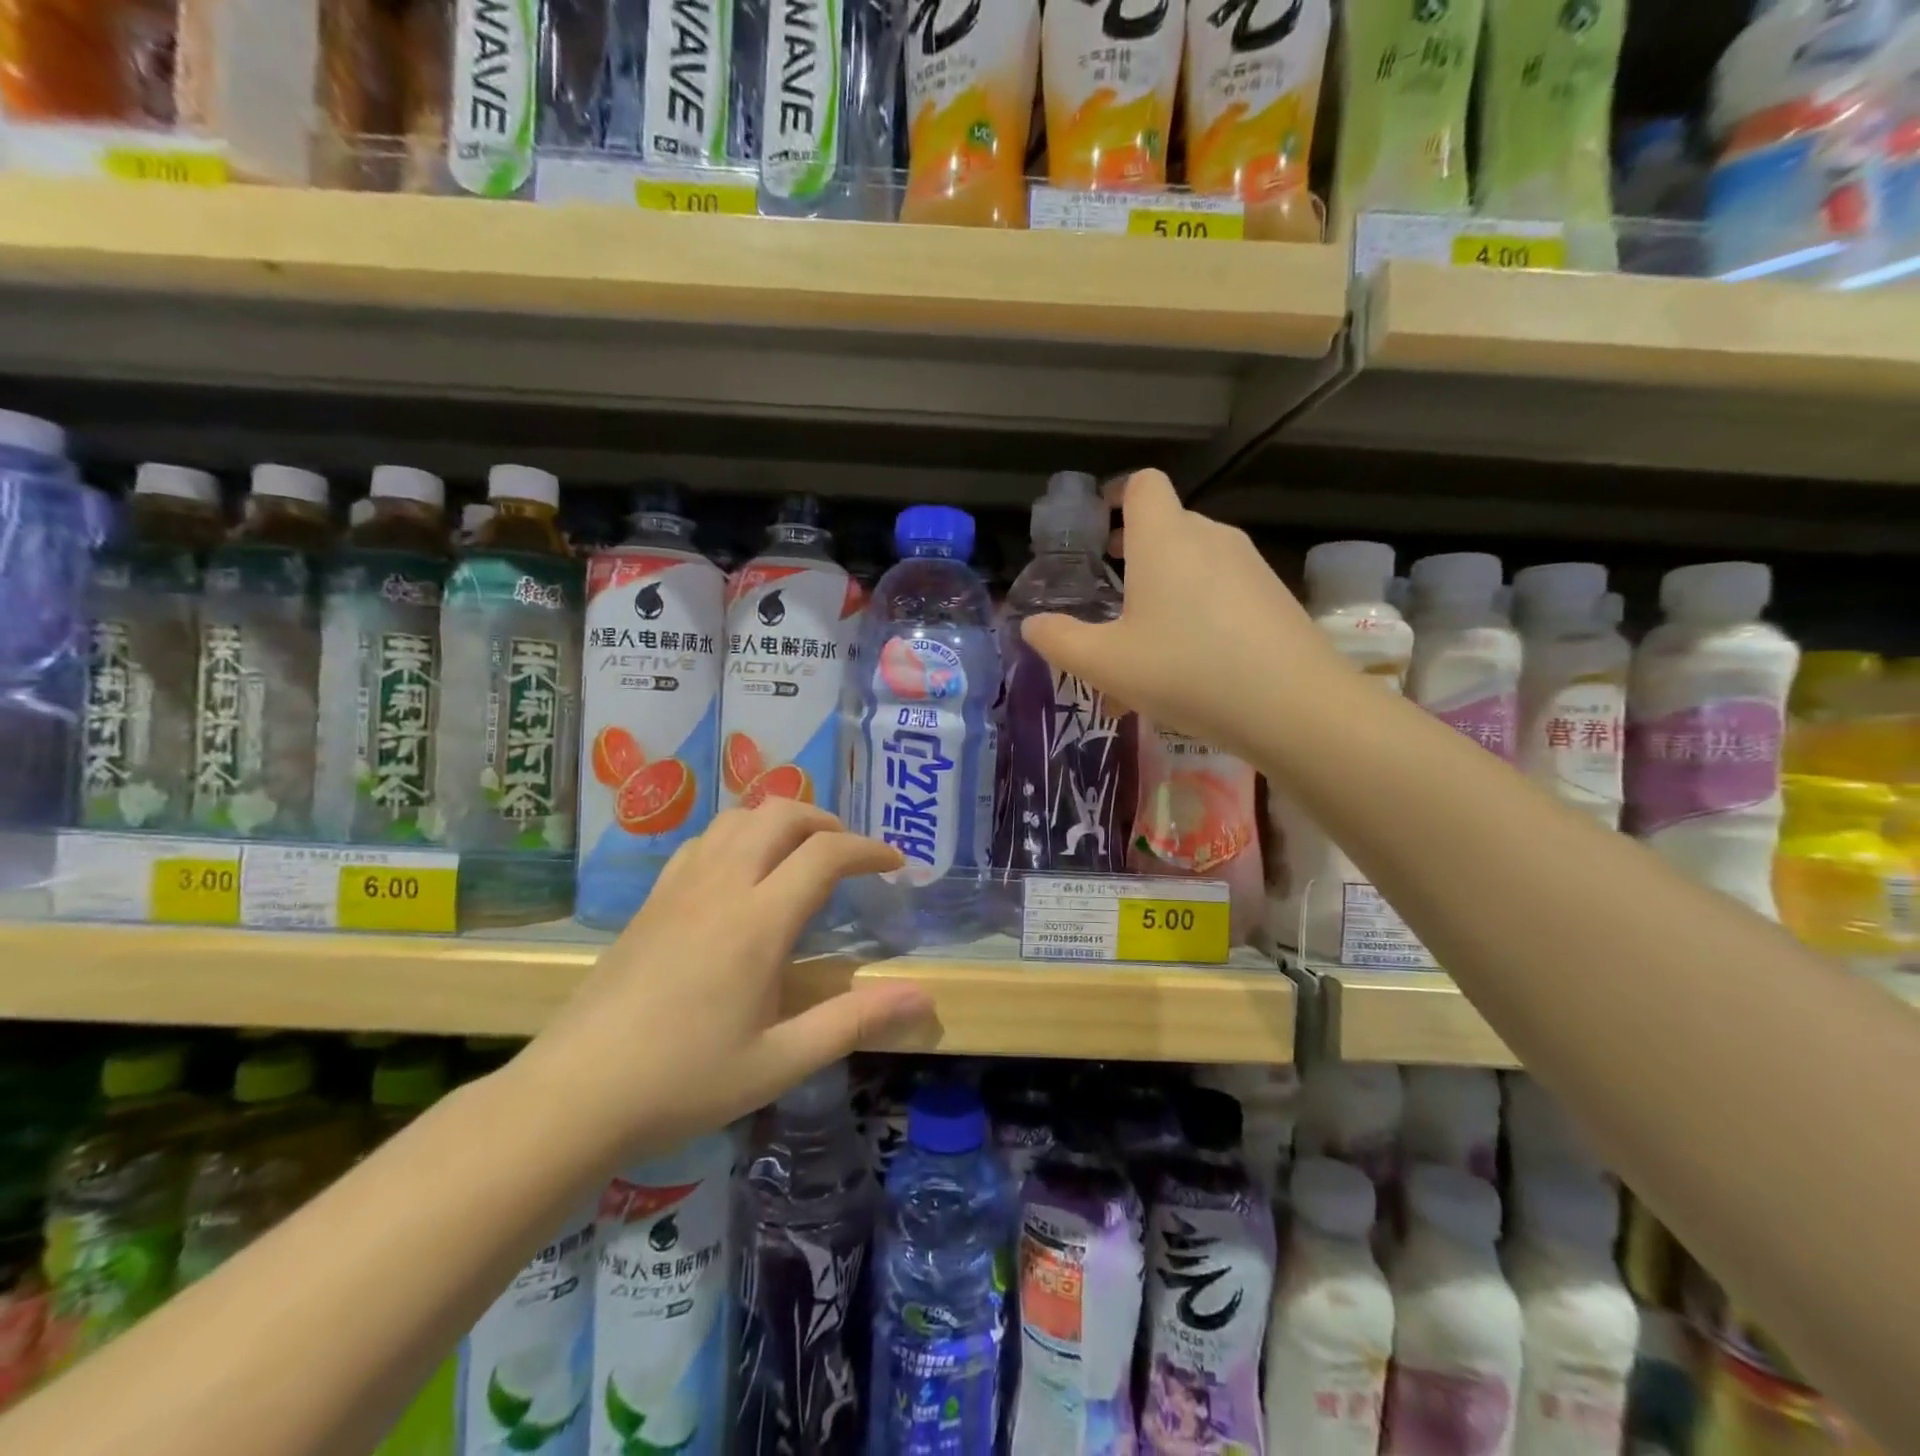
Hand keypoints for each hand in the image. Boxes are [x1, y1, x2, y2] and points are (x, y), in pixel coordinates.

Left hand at [512, 802, 934, 1158]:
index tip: (895, 864)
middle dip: (826, 821)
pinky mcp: (652, 898)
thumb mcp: (780, 1061)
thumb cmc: (684, 1081)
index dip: (868, 849)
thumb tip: (923, 998)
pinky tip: (743, 872)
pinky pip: (705, 839)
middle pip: (781, 813)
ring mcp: (680, 886)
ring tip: (802, 854)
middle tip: (850, 854)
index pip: (825, 853)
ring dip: (781, 821)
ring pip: (739, 818)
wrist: (574, 1093)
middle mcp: (722, 885)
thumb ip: (854, 1022)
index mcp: (758, 920)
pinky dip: (740, 834)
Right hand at [1020, 470, 1339, 758]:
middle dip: (1134, 551)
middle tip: (1109, 591)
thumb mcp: (1105, 664)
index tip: (1097, 529)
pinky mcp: (1273, 597)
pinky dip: (1197, 609)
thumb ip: (1059, 640)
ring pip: (1195, 561)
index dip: (1116, 496)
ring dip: (1165, 586)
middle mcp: (1209, 537)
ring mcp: (1249, 565)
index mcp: (1165, 538)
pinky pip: (1222, 590)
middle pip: (1167, 524)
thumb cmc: (1186, 670)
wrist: (1292, 705)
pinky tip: (1189, 663)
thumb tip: (1031, 625)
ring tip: (1144, 640)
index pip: (1142, 484)